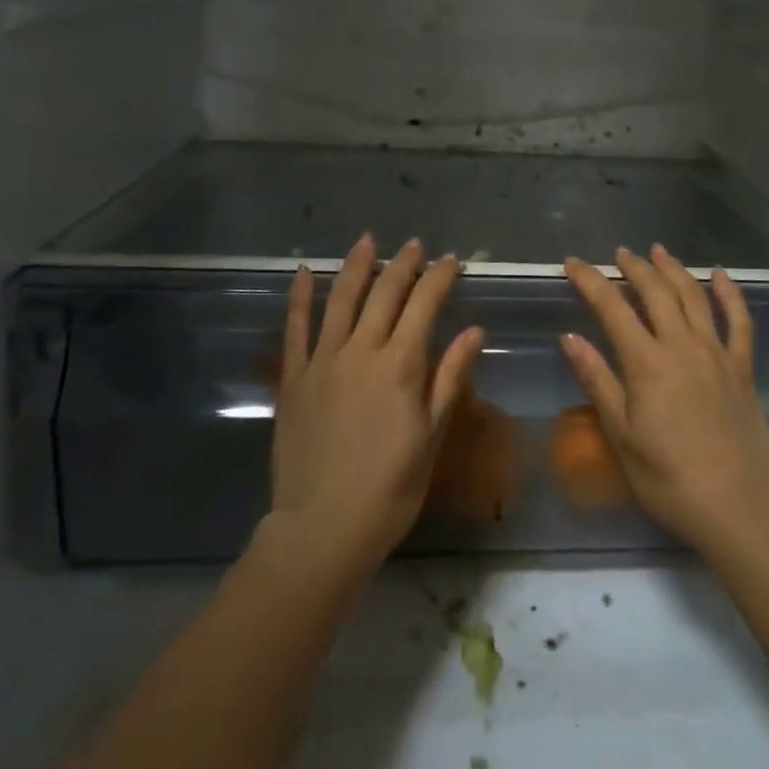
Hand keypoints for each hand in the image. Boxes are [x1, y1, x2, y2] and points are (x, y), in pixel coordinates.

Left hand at [269, 235, 482, 576]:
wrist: (323, 527)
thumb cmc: (390, 487)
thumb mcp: (432, 434)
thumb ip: (450, 377)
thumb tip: (475, 330)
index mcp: (401, 364)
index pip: (425, 304)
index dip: (440, 277)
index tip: (452, 261)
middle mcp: (361, 350)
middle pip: (385, 292)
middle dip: (404, 264)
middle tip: (416, 245)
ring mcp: (322, 361)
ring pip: (340, 299)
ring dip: (356, 266)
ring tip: (368, 241)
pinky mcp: (293, 377)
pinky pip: (295, 328)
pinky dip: (299, 297)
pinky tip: (303, 273)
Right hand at [561, 245, 768, 554]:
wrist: (734, 504)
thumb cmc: (666, 476)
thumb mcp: (621, 433)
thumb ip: (597, 379)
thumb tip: (570, 337)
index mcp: (646, 362)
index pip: (612, 307)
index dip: (590, 280)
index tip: (574, 263)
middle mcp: (682, 346)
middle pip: (656, 292)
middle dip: (635, 267)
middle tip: (620, 253)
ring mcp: (716, 353)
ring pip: (694, 296)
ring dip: (674, 270)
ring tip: (658, 251)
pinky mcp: (742, 368)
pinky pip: (739, 321)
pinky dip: (730, 293)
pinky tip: (720, 274)